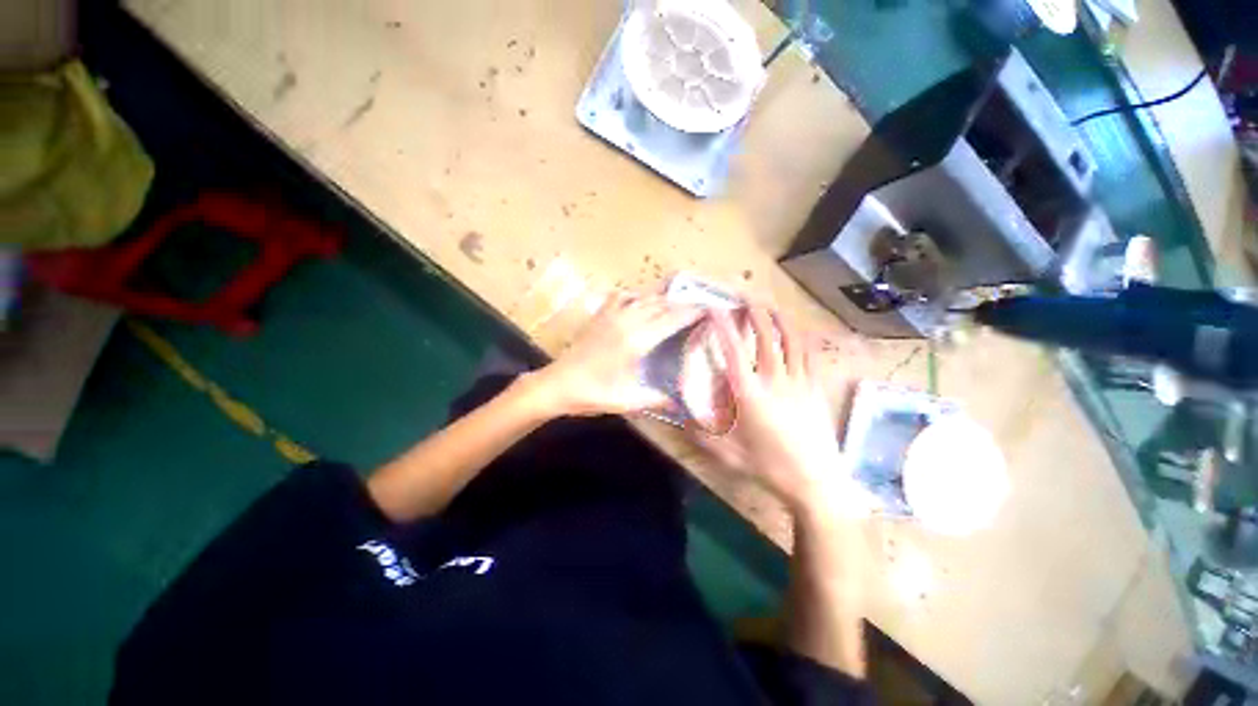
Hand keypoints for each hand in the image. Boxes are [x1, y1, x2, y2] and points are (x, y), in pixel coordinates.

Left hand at [528, 292, 701, 416]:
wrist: (557, 384)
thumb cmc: (592, 393)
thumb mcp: (627, 400)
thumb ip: (656, 399)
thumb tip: (679, 405)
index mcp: (636, 340)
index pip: (670, 320)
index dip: (691, 312)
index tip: (708, 307)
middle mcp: (626, 322)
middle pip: (660, 305)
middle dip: (681, 303)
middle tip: (699, 304)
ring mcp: (611, 316)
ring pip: (642, 298)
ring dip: (661, 298)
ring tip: (676, 300)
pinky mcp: (600, 317)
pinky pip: (620, 297)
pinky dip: (634, 296)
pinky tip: (639, 301)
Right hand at [691, 306, 846, 512]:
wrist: (815, 481)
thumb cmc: (768, 466)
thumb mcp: (727, 454)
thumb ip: (701, 433)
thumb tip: (682, 418)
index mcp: (749, 394)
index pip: (733, 352)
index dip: (723, 327)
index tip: (715, 309)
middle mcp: (774, 381)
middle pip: (765, 337)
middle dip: (755, 313)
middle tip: (745, 298)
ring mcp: (799, 382)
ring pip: (791, 341)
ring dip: (780, 319)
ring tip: (771, 306)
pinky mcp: (815, 388)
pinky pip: (808, 355)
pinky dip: (800, 338)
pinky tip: (796, 332)